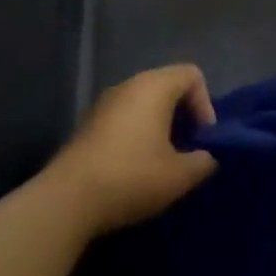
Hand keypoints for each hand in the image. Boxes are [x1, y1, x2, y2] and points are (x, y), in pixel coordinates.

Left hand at [44, 65, 217, 237]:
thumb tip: (207, 156)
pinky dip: (137, 135)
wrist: (67, 199)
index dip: (205, 105)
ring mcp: (105, 102)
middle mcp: (129, 84)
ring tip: (162, 164)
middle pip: (168, 87)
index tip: (202, 141)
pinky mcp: (89, 123)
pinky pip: (124, 118)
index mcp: (154, 86)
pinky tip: (134, 169)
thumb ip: (203, 161)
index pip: (192, 75)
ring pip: (145, 103)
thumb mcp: (179, 176)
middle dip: (183, 117)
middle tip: (186, 153)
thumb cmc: (131, 177)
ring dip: (160, 127)